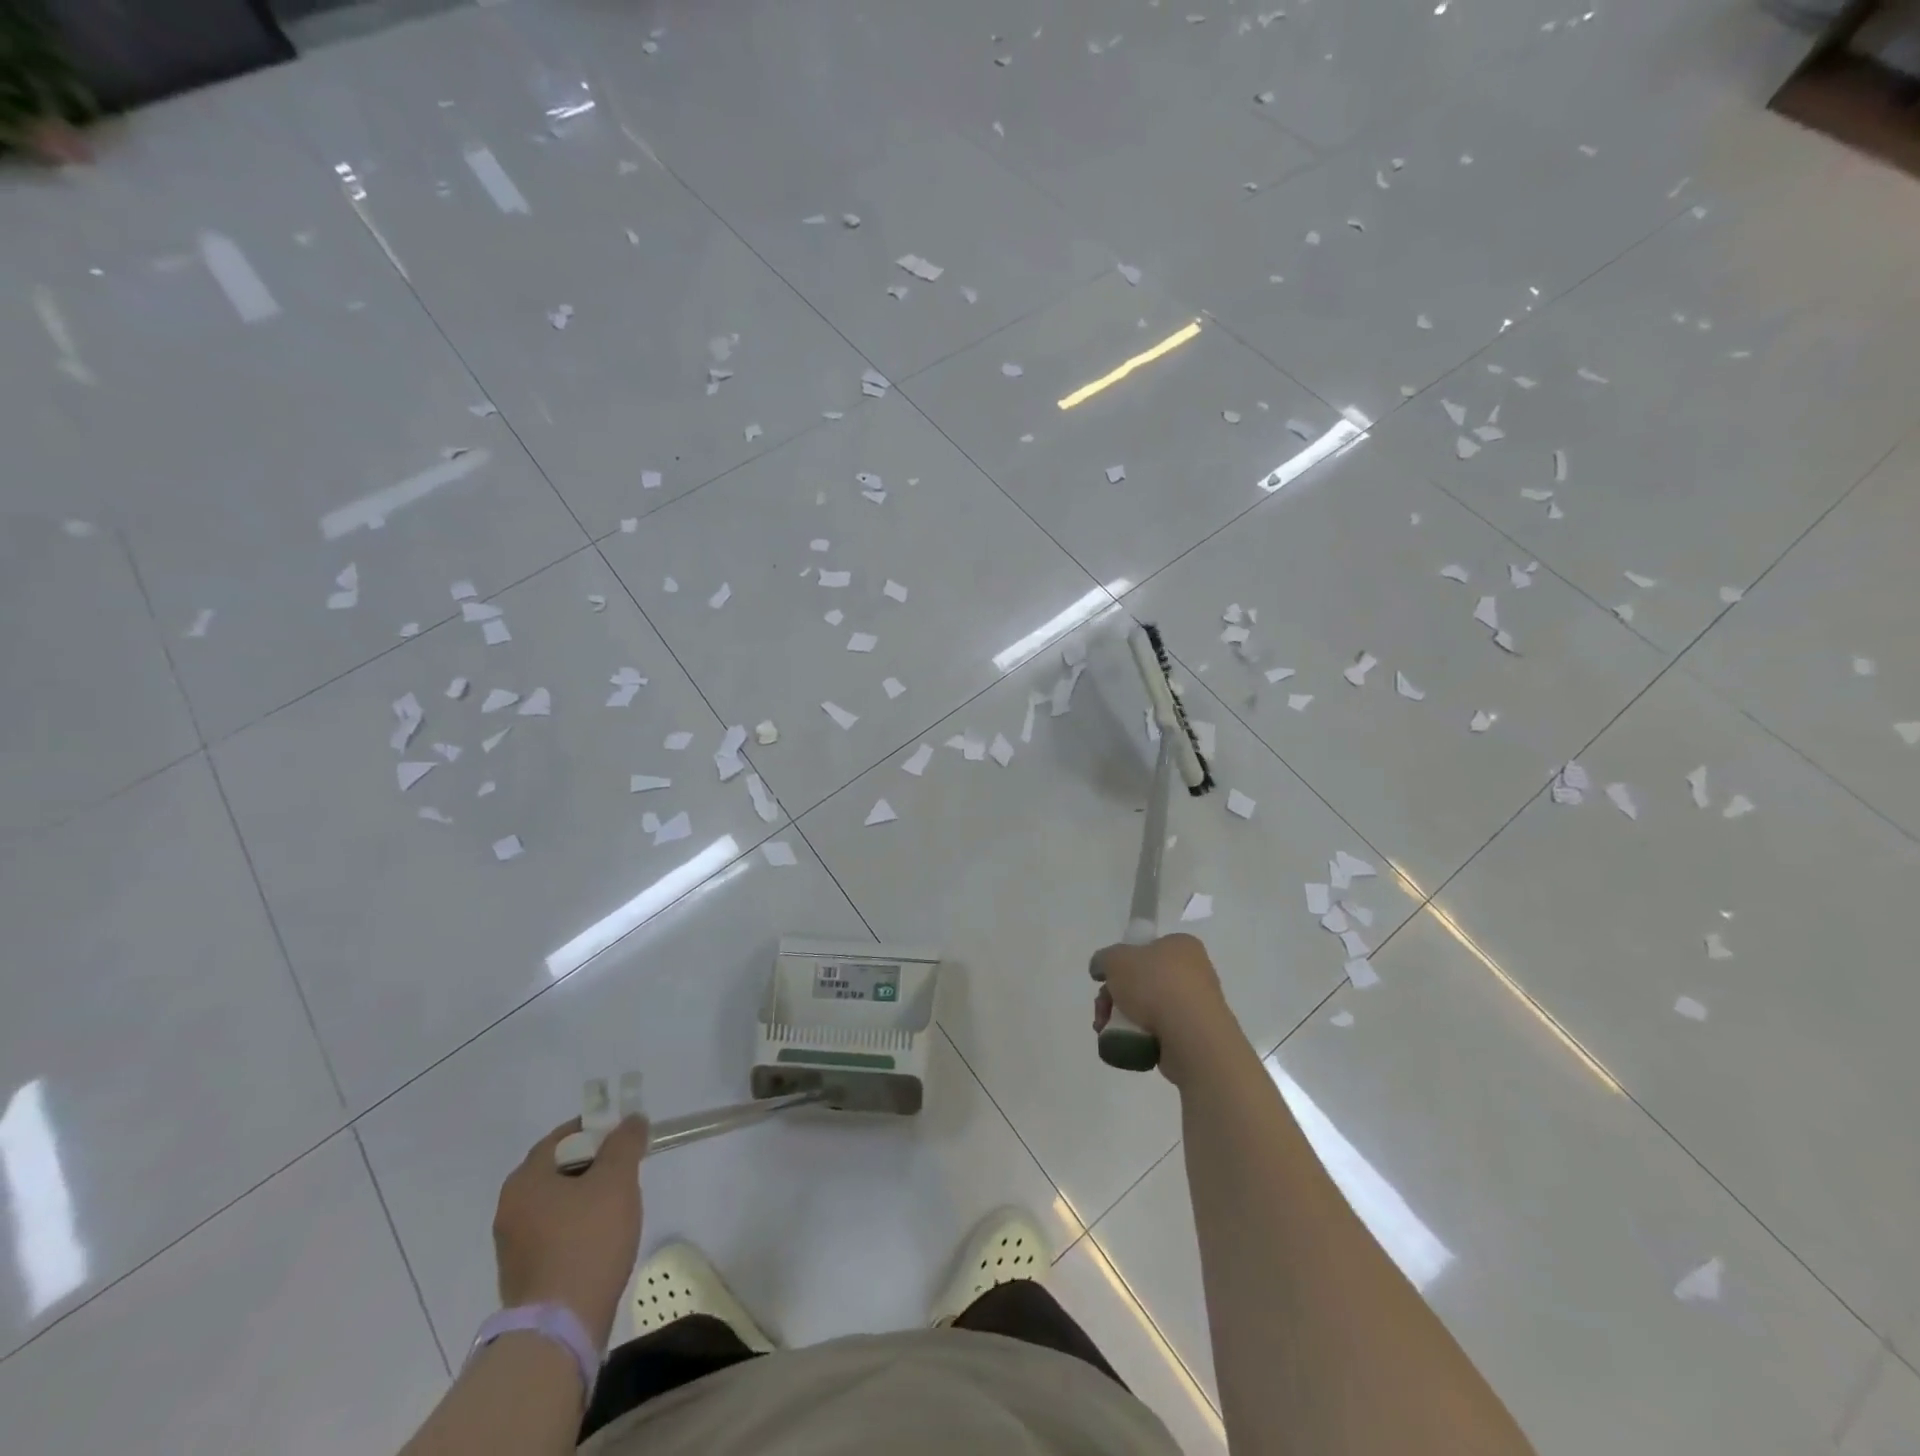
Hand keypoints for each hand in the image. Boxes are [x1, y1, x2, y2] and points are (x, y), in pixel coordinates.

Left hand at [493, 1117, 648, 1348]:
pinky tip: (603, 1238)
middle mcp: (510, 1209)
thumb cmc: (588, 1240)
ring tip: (620, 1205)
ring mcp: (513, 1246)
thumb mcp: (617, 1179)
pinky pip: (555, 1233)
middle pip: (559, 1169)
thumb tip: (632, 1120)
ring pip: (558, 1203)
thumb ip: (625, 1142)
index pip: (561, 1137)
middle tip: (627, 1169)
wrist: (561, 1328)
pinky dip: (578, 1227)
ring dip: (587, 1196)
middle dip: (595, 1164)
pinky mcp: (525, 1275)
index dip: (596, 1130)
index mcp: (525, 1181)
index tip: (624, 1137)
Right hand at [1091, 933, 1239, 1085]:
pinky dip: (1141, 1037)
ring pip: (1149, 1008)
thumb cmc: (1155, 985)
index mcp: (1181, 945)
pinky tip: (1127, 1043)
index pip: (1147, 948)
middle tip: (1101, 1011)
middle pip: (1142, 981)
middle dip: (1115, 997)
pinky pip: (1161, 1032)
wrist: (1192, 1037)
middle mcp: (1194, 971)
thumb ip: (1103, 959)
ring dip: (1123, 1018)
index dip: (1122, 963)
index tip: (1106, 980)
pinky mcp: (1196, 1036)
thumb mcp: (1116, 959)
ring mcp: (1197, 1005)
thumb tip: (1101, 968)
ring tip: (1106, 1032)